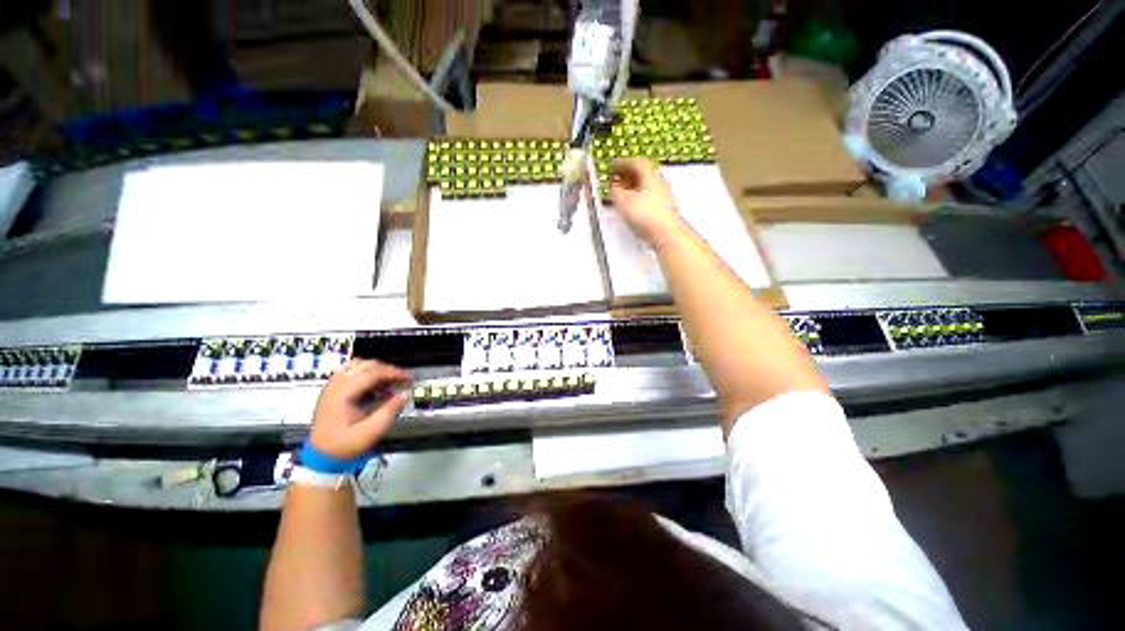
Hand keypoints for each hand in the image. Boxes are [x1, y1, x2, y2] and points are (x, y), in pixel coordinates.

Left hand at [310, 360, 410, 459]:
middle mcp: (336, 383)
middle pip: (364, 364)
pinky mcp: (331, 390)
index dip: (392, 373)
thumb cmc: (344, 445)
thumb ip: (388, 413)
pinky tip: (372, 389)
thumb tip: (403, 396)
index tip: (408, 379)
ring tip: (387, 385)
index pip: (372, 372)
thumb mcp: (369, 433)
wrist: (321, 454)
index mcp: (344, 392)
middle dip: (385, 370)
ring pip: (356, 366)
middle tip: (400, 382)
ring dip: (374, 371)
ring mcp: (332, 385)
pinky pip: (349, 373)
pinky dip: (364, 375)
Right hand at [610, 158, 686, 248]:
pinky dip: (639, 197)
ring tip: (621, 192)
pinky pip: (650, 197)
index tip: (612, 165)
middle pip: (643, 173)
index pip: (636, 162)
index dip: (623, 162)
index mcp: (650, 175)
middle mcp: (660, 182)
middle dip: (628, 174)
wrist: (668, 234)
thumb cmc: (646, 214)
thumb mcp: (623, 201)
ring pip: (647, 185)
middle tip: (616, 177)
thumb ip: (615, 191)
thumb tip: (613, 187)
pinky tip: (632, 205)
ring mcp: (665, 196)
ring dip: (633, 186)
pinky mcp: (666, 209)